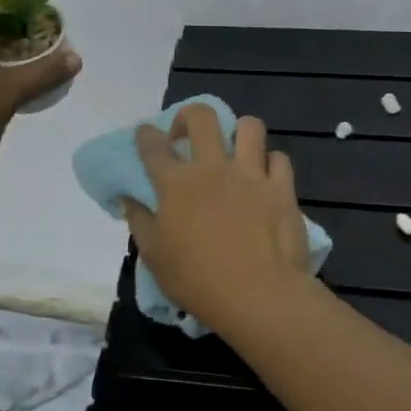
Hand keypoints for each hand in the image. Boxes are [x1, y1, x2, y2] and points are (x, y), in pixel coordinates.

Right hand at [123, 104, 312, 331]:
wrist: (258, 294)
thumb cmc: (197, 279)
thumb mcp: (154, 256)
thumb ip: (139, 222)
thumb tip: (128, 200)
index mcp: (176, 183)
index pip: (153, 145)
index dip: (146, 135)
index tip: (145, 134)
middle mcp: (213, 167)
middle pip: (202, 117)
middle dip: (190, 116)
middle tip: (188, 135)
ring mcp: (251, 174)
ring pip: (249, 127)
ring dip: (239, 132)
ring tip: (235, 149)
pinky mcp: (282, 188)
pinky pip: (278, 158)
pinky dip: (270, 163)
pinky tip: (265, 177)